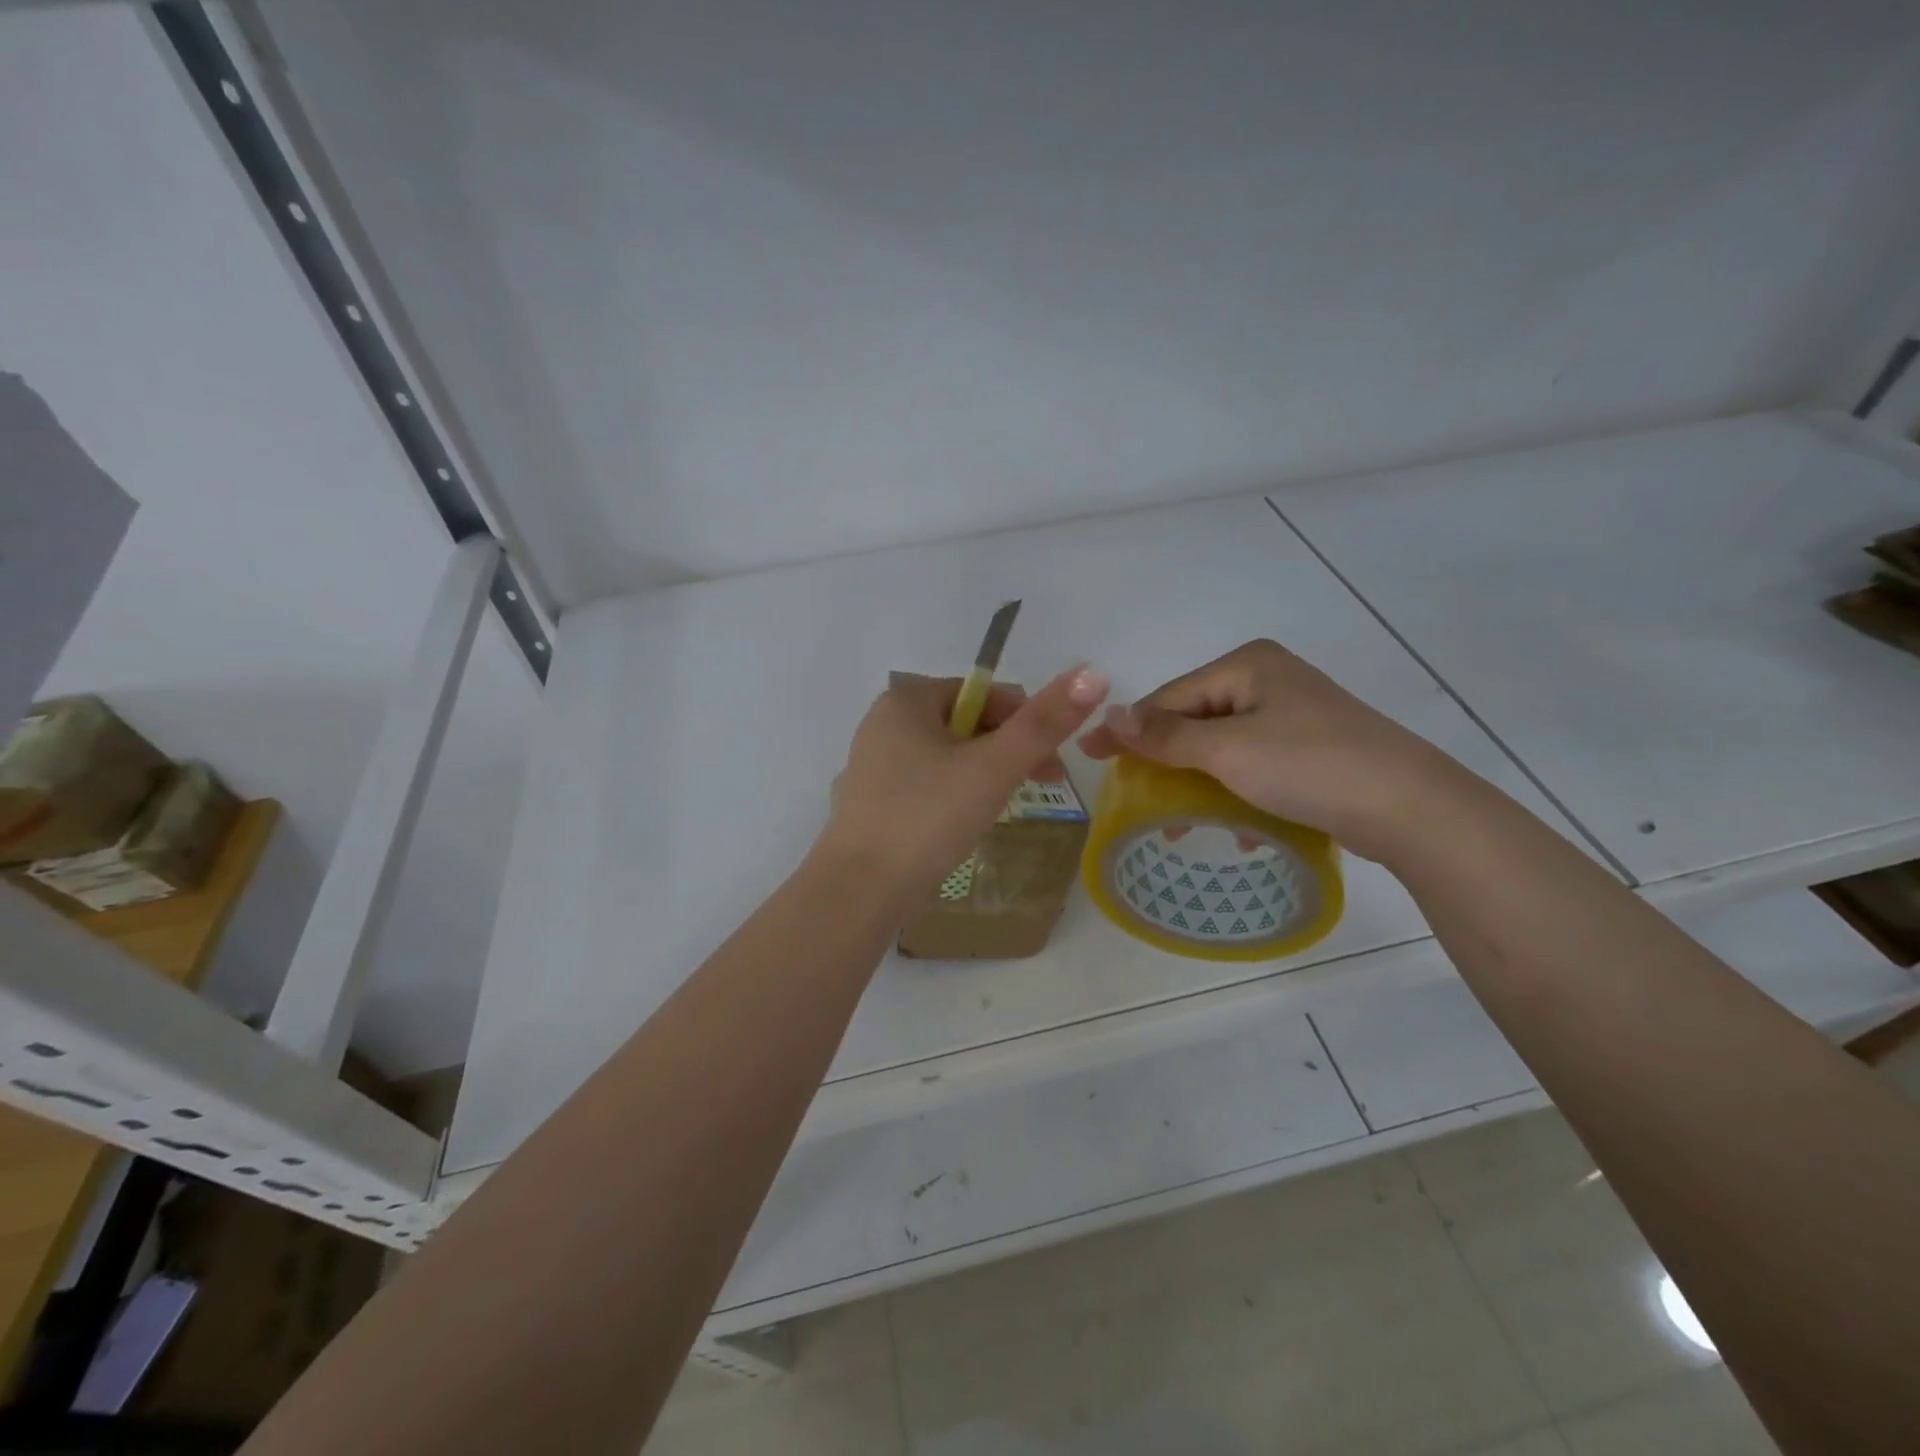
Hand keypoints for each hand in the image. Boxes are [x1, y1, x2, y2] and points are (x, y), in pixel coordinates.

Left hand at [822, 665, 1109, 896]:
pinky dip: (954, 795)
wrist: (860, 890)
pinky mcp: (872, 802)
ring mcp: (873, 765)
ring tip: (1004, 808)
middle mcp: (883, 723)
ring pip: (947, 757)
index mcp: (906, 700)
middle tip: (1039, 786)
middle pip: (966, 724)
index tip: (1053, 763)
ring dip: (984, 774)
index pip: (983, 694)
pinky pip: (927, 784)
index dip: (1026, 722)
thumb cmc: (928, 816)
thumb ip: (1044, 722)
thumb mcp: (994, 767)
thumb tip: (1093, 673)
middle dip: (1007, 750)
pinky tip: (966, 824)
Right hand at [1077, 639, 1464, 861]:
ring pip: (1223, 746)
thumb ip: (1164, 735)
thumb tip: (1107, 714)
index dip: (1129, 730)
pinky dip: (1236, 790)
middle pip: (1195, 719)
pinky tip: (1236, 824)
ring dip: (1197, 781)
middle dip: (1165, 760)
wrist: (1411, 808)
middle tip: (1135, 796)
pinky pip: (1254, 763)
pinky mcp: (1313, 747)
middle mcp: (1269, 680)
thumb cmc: (1308, 766)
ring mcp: (1295, 713)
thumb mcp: (1226, 750)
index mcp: (1247, 665)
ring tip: (1179, 822)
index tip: (1089, 758)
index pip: (1170, 697)